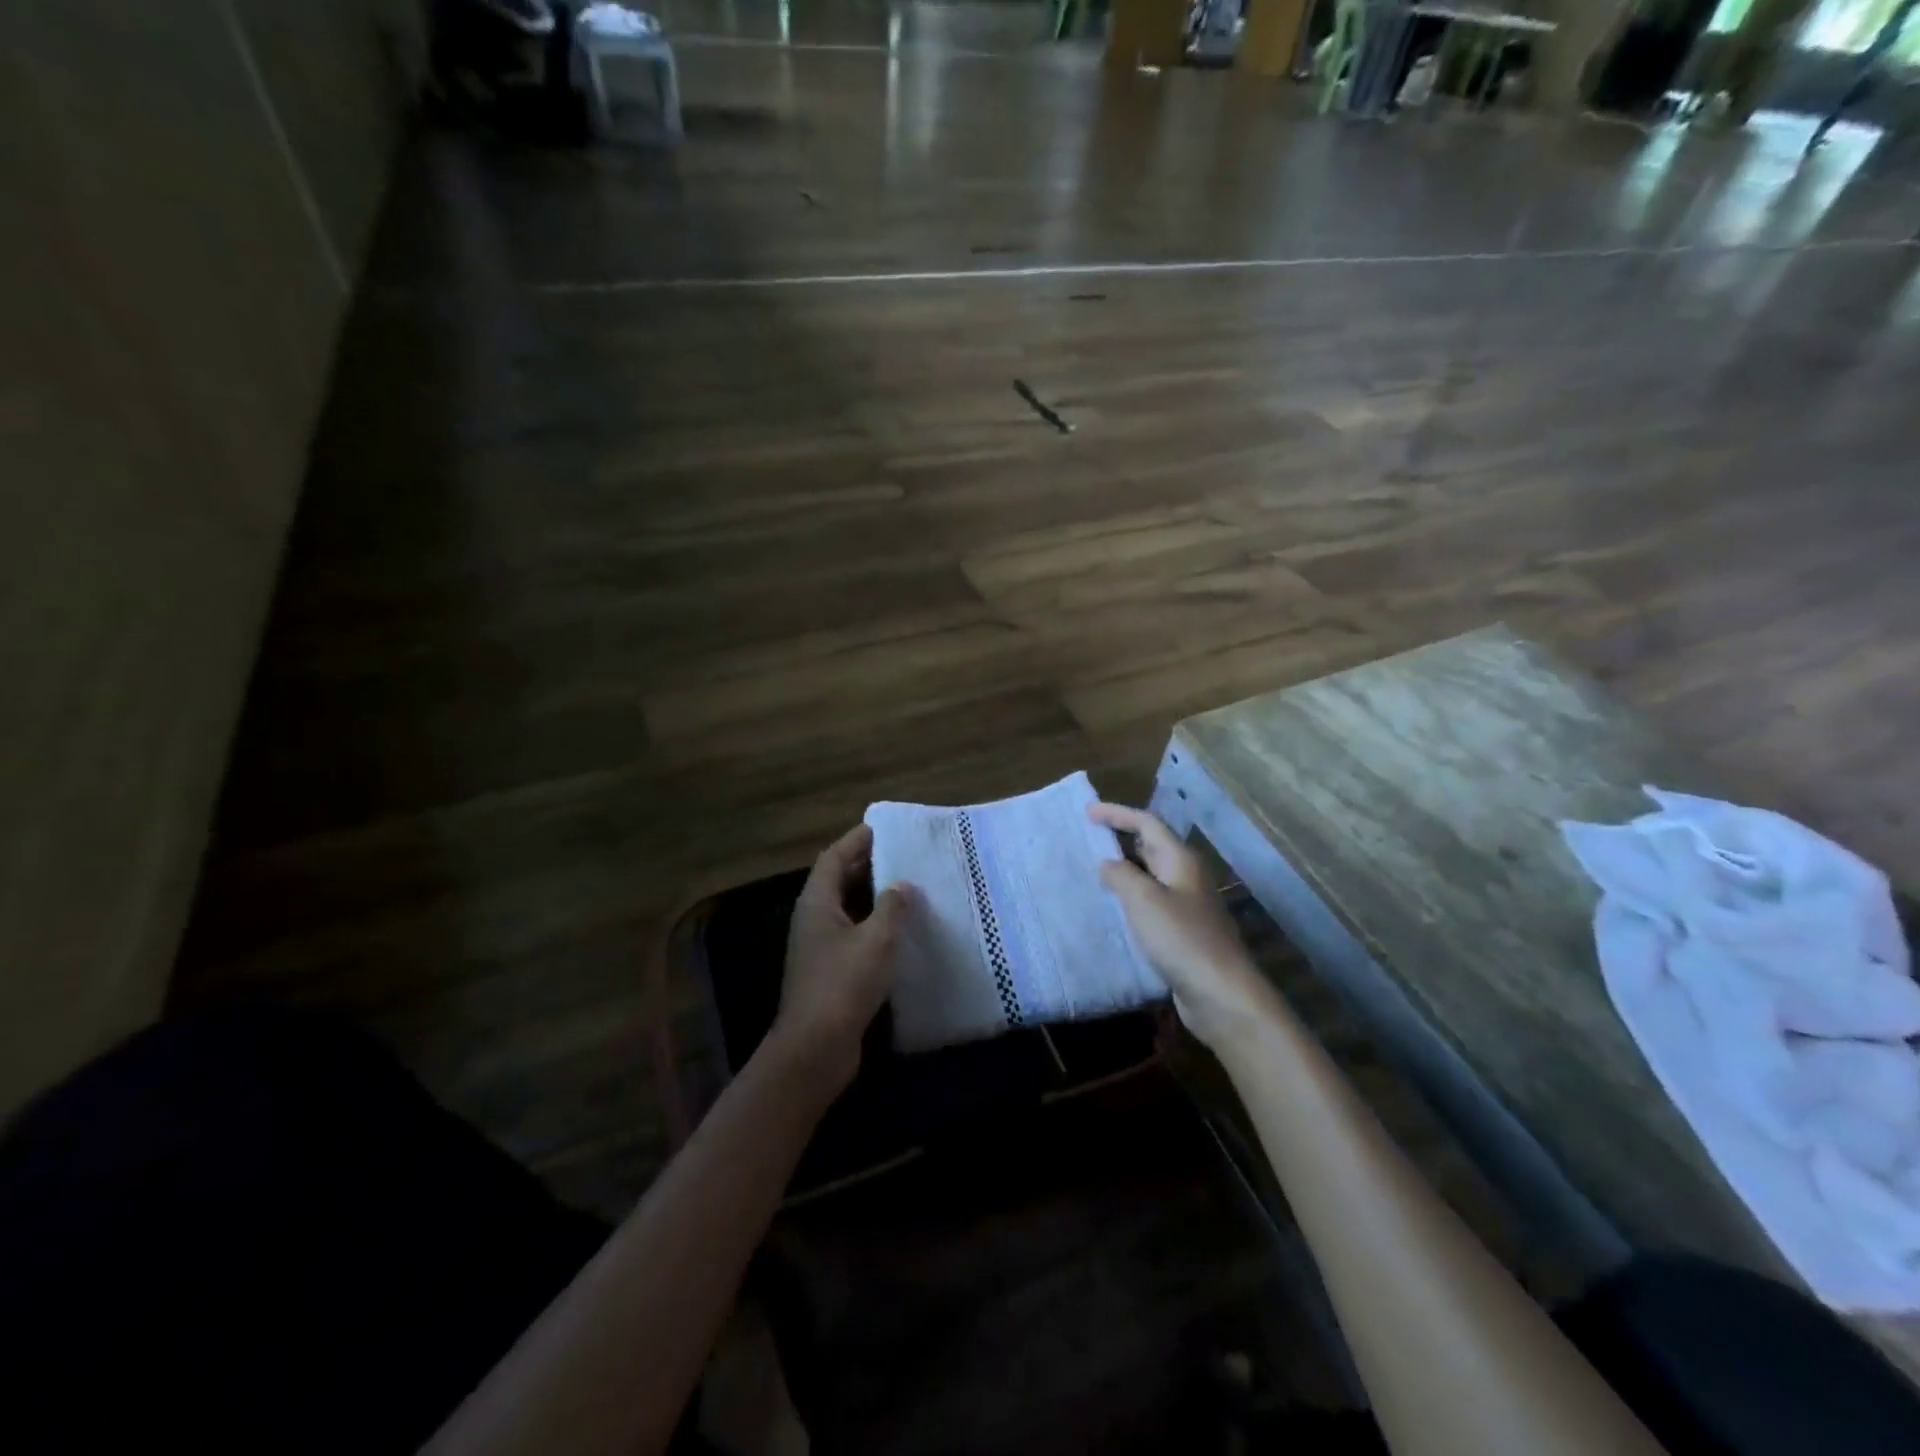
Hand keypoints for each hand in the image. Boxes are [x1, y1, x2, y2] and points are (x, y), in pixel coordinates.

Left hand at [770, 823, 908, 1092]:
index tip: (884, 828)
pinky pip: (853, 934)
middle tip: (903, 854)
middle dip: (867, 865)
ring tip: (908, 887)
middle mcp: (814, 919)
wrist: (816, 1048)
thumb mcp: (877, 939)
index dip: (856, 840)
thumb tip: (901, 885)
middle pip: (838, 880)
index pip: (834, 857)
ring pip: (847, 909)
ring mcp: (819, 947)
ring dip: (873, 896)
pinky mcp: (830, 972)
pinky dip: (874, 926)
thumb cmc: (844, 984)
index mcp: (817, 903)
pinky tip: (901, 931)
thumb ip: (892, 906)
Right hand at [1089, 802, 1285, 1053]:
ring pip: (1150, 877)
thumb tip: (1108, 864)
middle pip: (1151, 847)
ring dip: (1124, 872)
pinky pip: (1151, 905)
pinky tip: (1112, 912)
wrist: (1221, 994)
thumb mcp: (1143, 899)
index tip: (1088, 812)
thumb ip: (1121, 875)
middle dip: (1121, 839)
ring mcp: (1187, 906)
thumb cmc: (1181, 938)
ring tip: (1092, 873)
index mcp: (1180, 860)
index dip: (1117, 814)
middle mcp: (1186, 878)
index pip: (1147, 823)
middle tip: (1088, 839)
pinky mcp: (1183, 933)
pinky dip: (1130, 900)